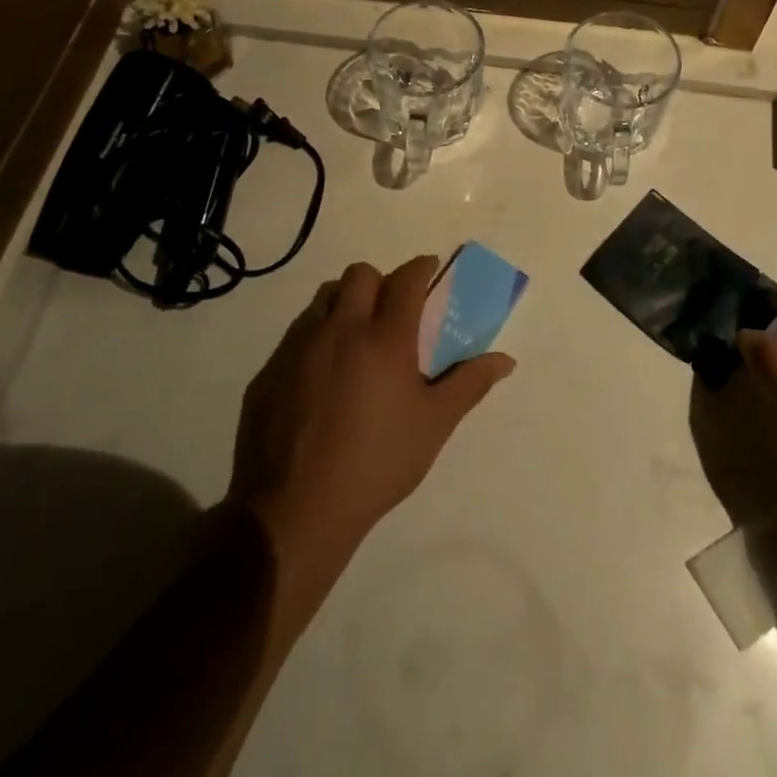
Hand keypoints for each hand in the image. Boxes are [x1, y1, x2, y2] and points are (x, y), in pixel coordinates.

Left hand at [229, 257, 513, 580]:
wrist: (296, 509)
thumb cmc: (377, 463)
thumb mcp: (434, 425)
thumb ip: (470, 383)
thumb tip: (506, 360)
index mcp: (385, 338)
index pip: (406, 279)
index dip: (421, 267)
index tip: (430, 269)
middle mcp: (341, 329)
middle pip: (359, 274)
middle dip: (380, 281)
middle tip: (391, 310)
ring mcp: (299, 347)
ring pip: (324, 299)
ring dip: (345, 304)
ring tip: (355, 339)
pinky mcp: (270, 370)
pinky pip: (297, 333)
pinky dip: (316, 337)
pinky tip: (322, 376)